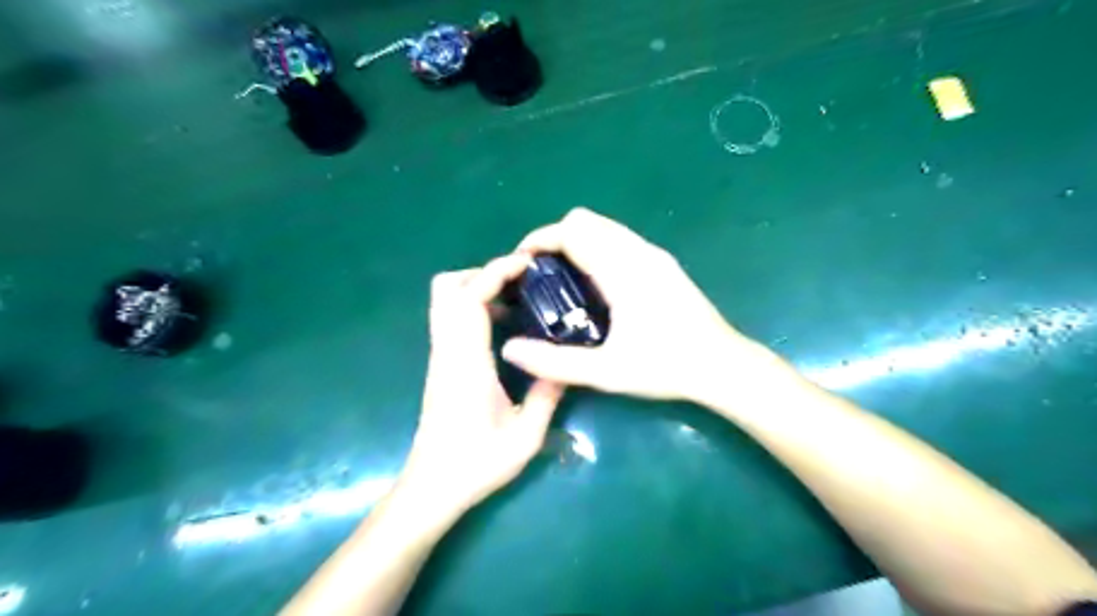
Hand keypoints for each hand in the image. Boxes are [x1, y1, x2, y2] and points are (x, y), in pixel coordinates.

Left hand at [399, 253, 565, 515]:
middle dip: (483, 273)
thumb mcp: (525, 437)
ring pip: (445, 301)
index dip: (494, 272)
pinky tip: (507, 327)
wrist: (431, 487)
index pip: (469, 299)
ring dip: (478, 288)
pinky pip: (452, 319)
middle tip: (521, 282)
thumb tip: (565, 363)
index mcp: (466, 362)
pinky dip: (475, 308)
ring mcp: (441, 356)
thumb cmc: (476, 465)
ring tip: (518, 299)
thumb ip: (547, 395)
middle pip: (446, 288)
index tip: (525, 264)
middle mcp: (448, 351)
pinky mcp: (441, 364)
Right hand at [501, 206, 758, 403]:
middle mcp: (638, 251)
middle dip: (555, 238)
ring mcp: (654, 255)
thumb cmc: (666, 367)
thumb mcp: (606, 371)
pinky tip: (596, 285)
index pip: (572, 231)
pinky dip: (597, 247)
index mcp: (623, 270)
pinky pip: (620, 239)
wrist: (722, 365)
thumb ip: (554, 363)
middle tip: (541, 274)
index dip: (540, 239)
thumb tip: (510, 350)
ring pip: (604, 227)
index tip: (520, 262)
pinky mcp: (663, 263)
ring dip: (577, 241)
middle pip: (586, 220)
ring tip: (563, 279)